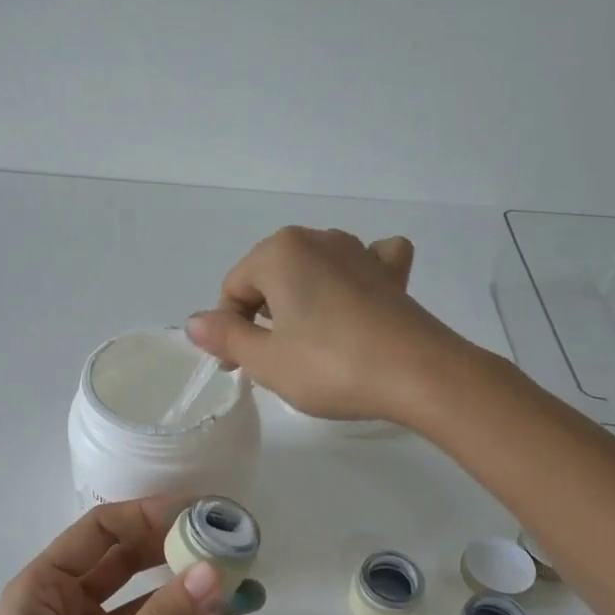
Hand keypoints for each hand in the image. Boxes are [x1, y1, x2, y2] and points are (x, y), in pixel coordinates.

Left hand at [0, 497, 237, 614]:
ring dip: (186, 597)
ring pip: (143, 604)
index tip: (205, 513)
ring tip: (241, 589)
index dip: (151, 514)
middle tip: (230, 547)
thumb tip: (213, 572)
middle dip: (175, 553)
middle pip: (126, 561)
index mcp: (42, 589)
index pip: (102, 530)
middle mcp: (62, 606)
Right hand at [184, 227, 461, 423]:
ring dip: (301, 299)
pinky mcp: (390, 272)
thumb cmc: (331, 366)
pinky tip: (356, 297)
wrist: (420, 375)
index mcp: (279, 252)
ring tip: (309, 341)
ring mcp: (359, 250)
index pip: (234, 289)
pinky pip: (363, 262)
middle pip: (270, 276)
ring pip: (311, 269)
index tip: (239, 368)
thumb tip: (194, 322)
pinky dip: (352, 276)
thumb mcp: (266, 361)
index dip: (229, 330)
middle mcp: (317, 239)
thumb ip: (225, 337)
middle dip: (263, 315)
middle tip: (273, 360)